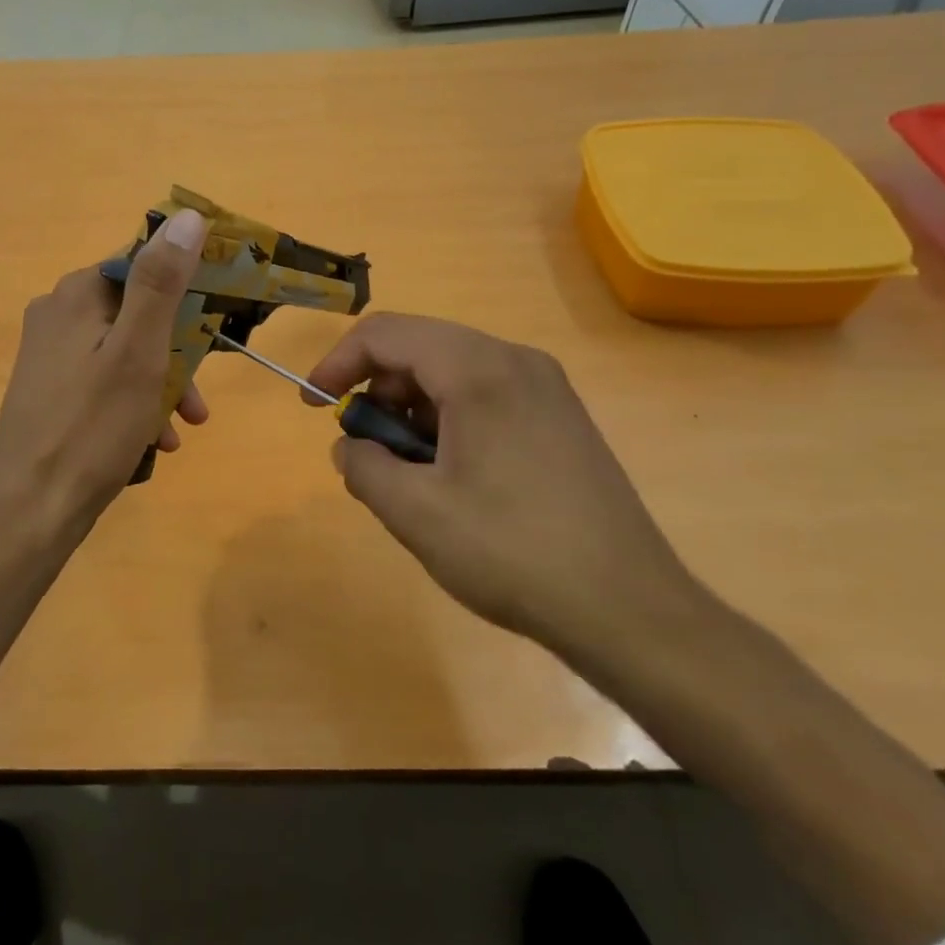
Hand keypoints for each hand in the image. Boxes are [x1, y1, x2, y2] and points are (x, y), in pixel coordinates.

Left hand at [0, 207, 210, 541]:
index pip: (143, 265)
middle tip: (199, 400)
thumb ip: (161, 283)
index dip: (186, 290)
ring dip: (160, 384)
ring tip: (182, 427)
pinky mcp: (48, 390)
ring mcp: (49, 354)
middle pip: (136, 314)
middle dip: (176, 353)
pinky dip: (133, 403)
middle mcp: (56, 314)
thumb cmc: (93, 427)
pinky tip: (152, 442)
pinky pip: (104, 381)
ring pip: (124, 352)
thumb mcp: (139, 351)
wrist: (33, 510)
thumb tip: (187, 216)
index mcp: (76, 294)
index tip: (216, 325)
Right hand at [306, 313, 700, 655]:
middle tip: (364, 445)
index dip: (338, 363)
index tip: (314, 407)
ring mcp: (546, 387)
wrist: (630, 610)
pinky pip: (485, 393)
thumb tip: (350, 446)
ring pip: (452, 370)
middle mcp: (516, 361)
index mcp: (479, 370)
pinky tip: (452, 473)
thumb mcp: (415, 513)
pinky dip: (448, 417)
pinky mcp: (561, 417)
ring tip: (408, 469)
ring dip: (412, 406)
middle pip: (420, 347)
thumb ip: (363, 466)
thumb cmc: (512, 553)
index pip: (386, 334)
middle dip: (376, 388)